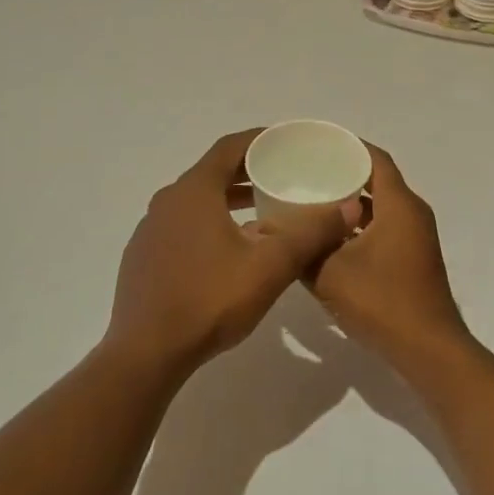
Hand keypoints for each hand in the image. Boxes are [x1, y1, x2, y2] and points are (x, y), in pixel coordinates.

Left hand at [106, 131, 347, 375]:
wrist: (145, 354)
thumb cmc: (209, 301)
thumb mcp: (270, 267)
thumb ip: (310, 234)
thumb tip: (350, 208)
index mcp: (194, 190)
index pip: (230, 147)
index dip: (260, 140)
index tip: (287, 143)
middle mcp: (168, 200)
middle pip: (212, 171)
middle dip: (248, 171)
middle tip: (282, 177)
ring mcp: (151, 228)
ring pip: (196, 200)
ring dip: (228, 199)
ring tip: (262, 211)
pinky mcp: (143, 255)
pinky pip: (182, 224)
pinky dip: (208, 222)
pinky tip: (228, 250)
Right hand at [308, 145, 471, 367]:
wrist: (428, 351)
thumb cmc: (382, 303)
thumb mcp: (330, 273)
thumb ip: (305, 247)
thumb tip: (281, 230)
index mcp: (399, 205)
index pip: (375, 159)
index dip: (348, 146)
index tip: (317, 144)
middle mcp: (412, 213)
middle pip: (377, 180)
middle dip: (344, 173)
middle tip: (308, 171)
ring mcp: (416, 237)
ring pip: (381, 207)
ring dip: (352, 202)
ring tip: (313, 201)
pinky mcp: (413, 258)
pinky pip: (384, 227)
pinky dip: (360, 225)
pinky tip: (331, 237)